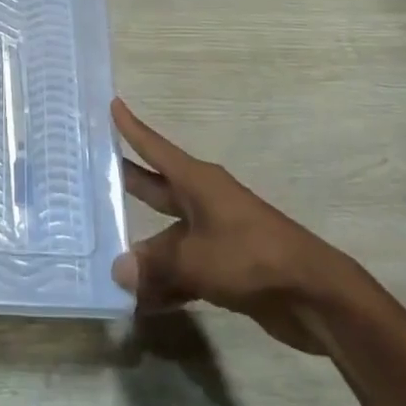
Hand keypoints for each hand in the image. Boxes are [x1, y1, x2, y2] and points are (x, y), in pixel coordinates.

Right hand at [110, 98, 362, 353]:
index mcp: (198, 182)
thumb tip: (118, 269)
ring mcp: (215, 235)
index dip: (132, 128)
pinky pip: (183, 268)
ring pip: (168, 236)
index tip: (112, 104)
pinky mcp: (225, 268)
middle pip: (157, 187)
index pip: (155, 148)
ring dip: (143, 249)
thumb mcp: (196, 259)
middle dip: (128, 180)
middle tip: (92, 171)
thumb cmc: (251, 257)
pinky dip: (164, 282)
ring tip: (105, 257)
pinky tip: (140, 301)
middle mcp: (203, 201)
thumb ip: (155, 265)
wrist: (313, 295)